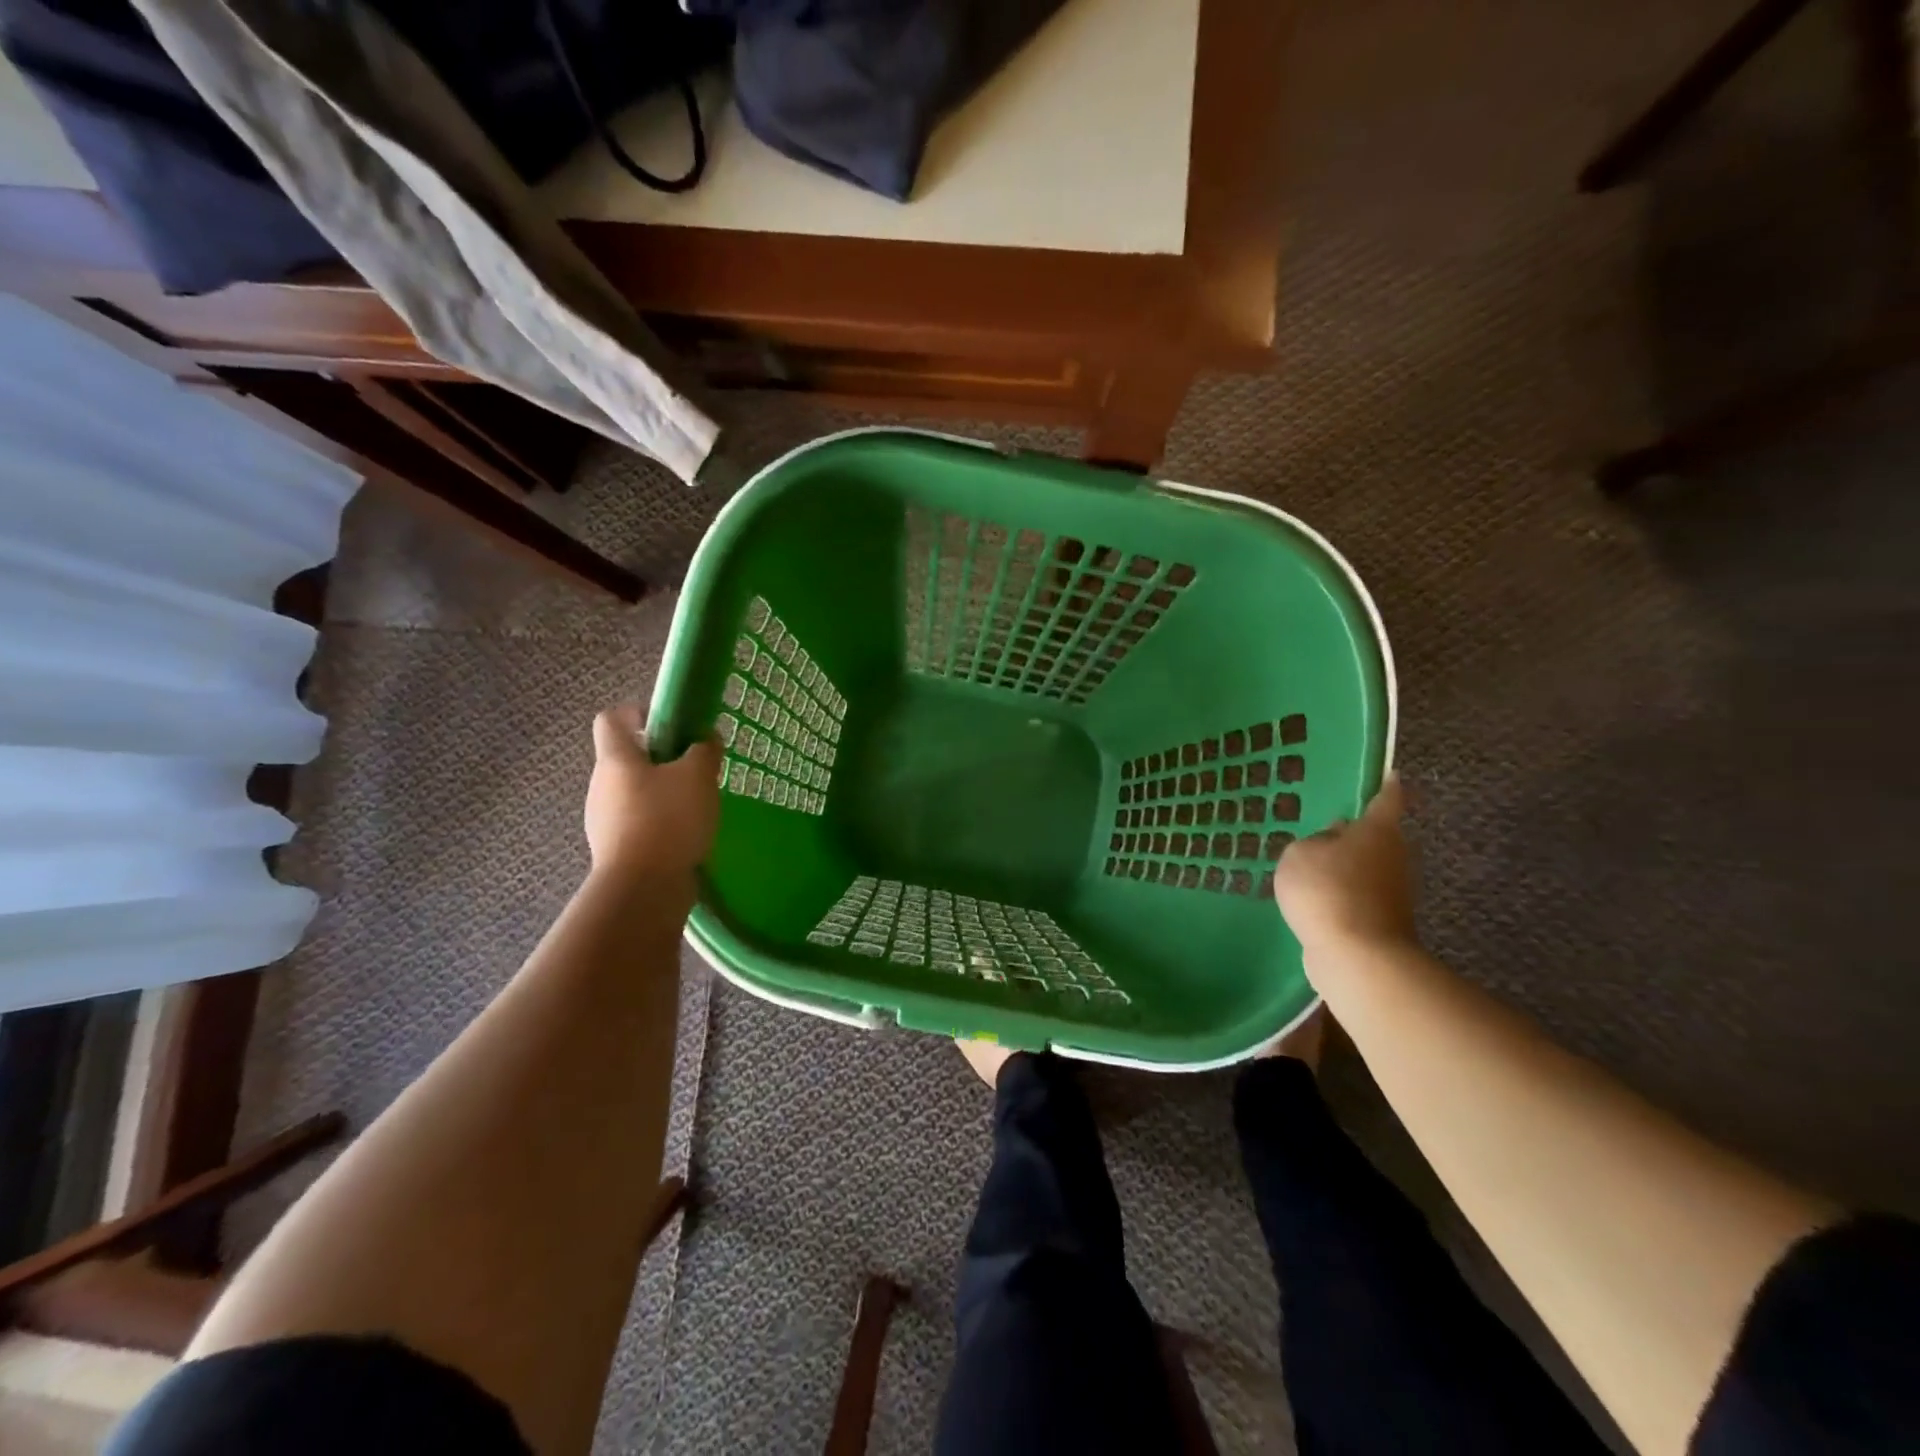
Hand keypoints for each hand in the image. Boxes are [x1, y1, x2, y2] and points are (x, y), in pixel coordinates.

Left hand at [585, 704, 720, 884]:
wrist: (644, 888)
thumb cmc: (668, 819)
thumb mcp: (698, 775)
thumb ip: (704, 750)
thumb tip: (705, 738)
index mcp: (615, 759)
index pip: (611, 719)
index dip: (638, 713)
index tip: (670, 725)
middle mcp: (601, 785)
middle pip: (627, 758)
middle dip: (662, 759)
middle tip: (695, 770)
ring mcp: (604, 820)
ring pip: (635, 792)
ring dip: (663, 793)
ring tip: (697, 807)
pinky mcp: (616, 849)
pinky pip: (639, 823)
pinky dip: (661, 823)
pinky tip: (687, 835)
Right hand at [1274, 774, 1415, 964]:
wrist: (1357, 957)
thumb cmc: (1328, 890)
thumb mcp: (1299, 853)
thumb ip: (1313, 842)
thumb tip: (1330, 845)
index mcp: (1378, 830)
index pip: (1387, 799)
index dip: (1387, 786)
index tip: (1391, 774)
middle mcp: (1395, 856)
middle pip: (1377, 837)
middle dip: (1355, 835)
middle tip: (1324, 832)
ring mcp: (1394, 892)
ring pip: (1367, 869)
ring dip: (1345, 869)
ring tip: (1311, 870)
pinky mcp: (1384, 922)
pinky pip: (1358, 898)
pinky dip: (1341, 897)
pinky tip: (1314, 902)